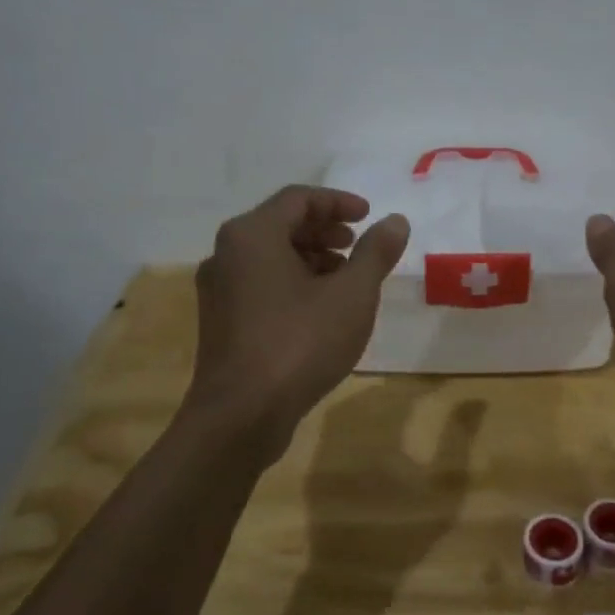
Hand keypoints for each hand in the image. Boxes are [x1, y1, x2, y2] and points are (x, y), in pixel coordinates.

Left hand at [188, 185, 409, 451]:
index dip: (338, 202)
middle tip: (357, 245)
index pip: (298, 198)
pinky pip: (260, 283)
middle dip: (324, 230)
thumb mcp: (352, 294)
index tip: (369, 217)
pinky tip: (320, 309)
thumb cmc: (300, 343)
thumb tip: (395, 221)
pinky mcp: (220, 321)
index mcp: (253, 235)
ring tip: (345, 279)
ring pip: (269, 256)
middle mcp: (227, 253)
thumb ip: (375, 252)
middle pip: (280, 224)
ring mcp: (218, 289)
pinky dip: (293, 282)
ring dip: (311, 257)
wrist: (241, 415)